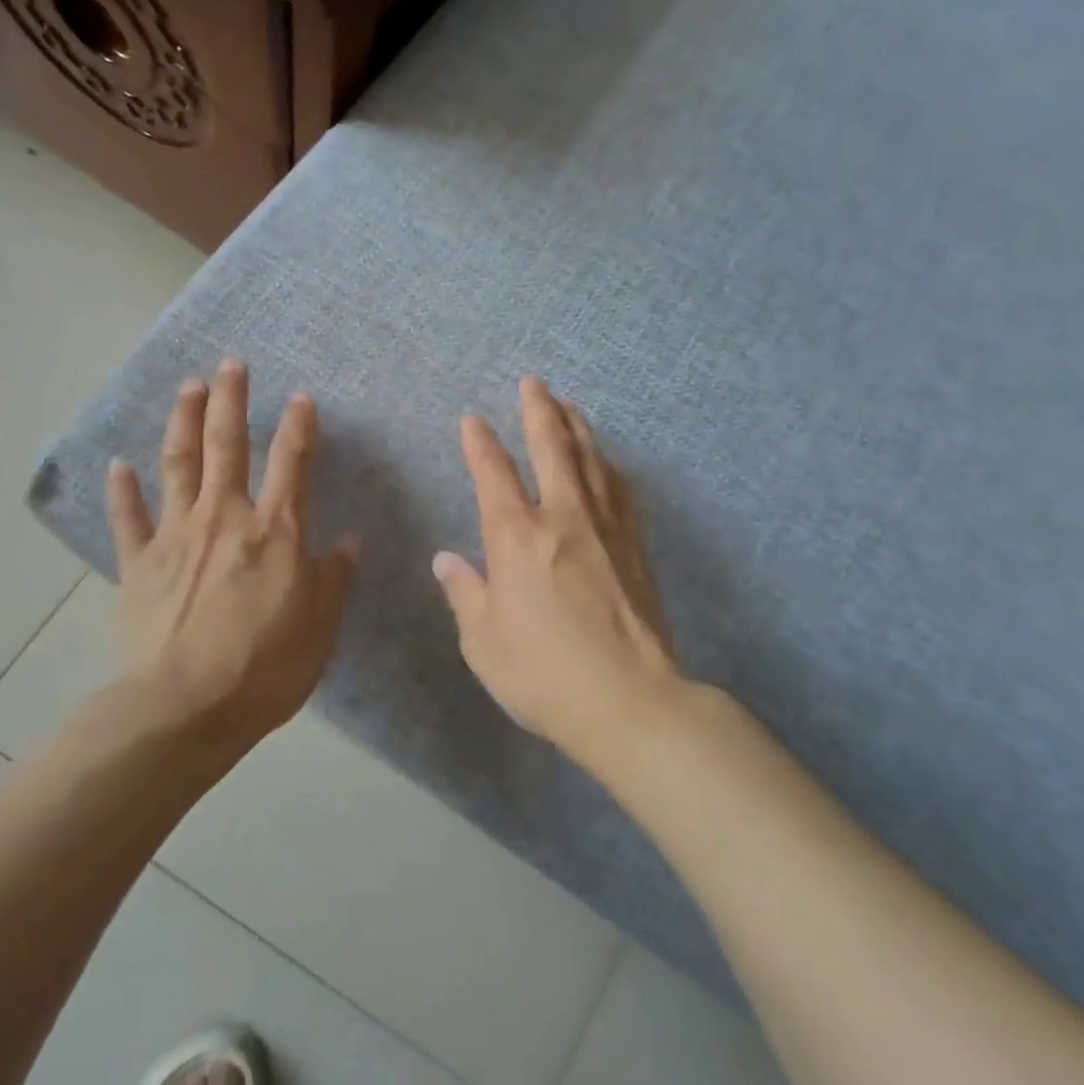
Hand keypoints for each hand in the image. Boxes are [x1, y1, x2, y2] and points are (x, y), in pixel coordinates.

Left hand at [105, 358, 357, 754]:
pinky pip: (129, 518)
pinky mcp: (138, 563)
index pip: (293, 463)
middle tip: (231, 364)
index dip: (299, 426)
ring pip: (179, 464)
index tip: (301, 397)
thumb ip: (333, 577)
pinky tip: (118, 464)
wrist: (184, 709)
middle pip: (229, 446)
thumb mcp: (320, 626)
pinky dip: (123, 490)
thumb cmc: (266, 667)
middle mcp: (225, 518)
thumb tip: (349, 540)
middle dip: (232, 401)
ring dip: (184, 421)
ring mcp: (176, 536)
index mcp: (276, 531)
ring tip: (189, 387)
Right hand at [433, 375, 680, 762]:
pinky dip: (609, 466)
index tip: (473, 419)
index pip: (494, 474)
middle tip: (533, 383)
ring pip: (591, 460)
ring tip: (568, 405)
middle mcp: (562, 518)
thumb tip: (447, 559)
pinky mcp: (636, 545)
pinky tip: (608, 462)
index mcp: (517, 538)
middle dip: (539, 411)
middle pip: (552, 448)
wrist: (631, 701)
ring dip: (577, 427)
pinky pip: (622, 490)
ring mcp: (606, 528)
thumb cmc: (544, 675)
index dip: (481, 443)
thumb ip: (465, 593)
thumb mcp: (484, 642)